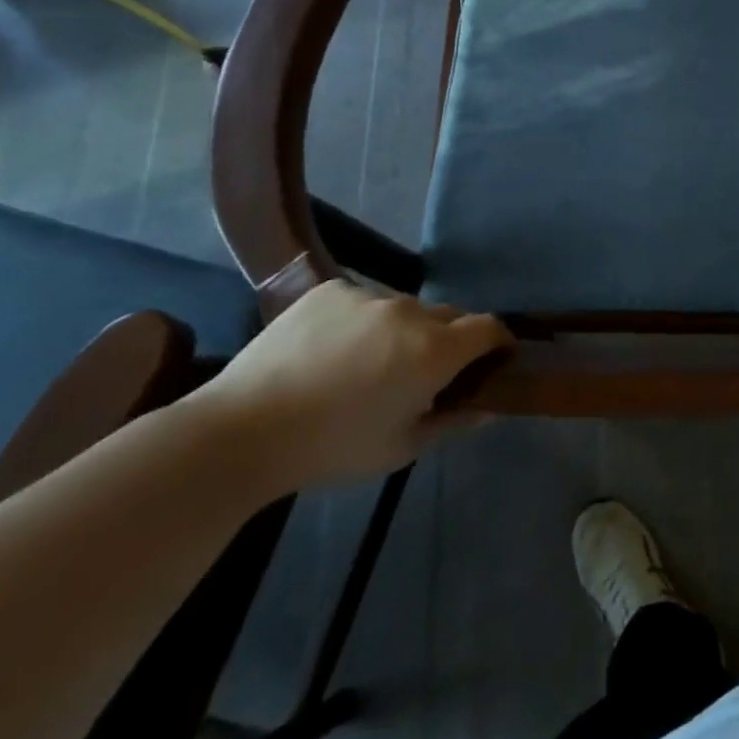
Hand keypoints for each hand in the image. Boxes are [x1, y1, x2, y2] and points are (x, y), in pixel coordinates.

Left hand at [185, 279, 511, 495]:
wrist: (240, 431)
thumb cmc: (331, 448)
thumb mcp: (400, 448)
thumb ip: (452, 422)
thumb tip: (488, 408)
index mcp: (435, 350)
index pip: (490, 327)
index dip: (498, 342)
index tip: (492, 360)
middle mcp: (410, 312)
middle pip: (450, 316)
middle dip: (450, 340)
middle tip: (424, 372)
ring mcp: (369, 295)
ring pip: (406, 308)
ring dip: (405, 330)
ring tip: (370, 362)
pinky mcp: (331, 289)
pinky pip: (365, 300)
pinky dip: (363, 320)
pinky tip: (333, 349)